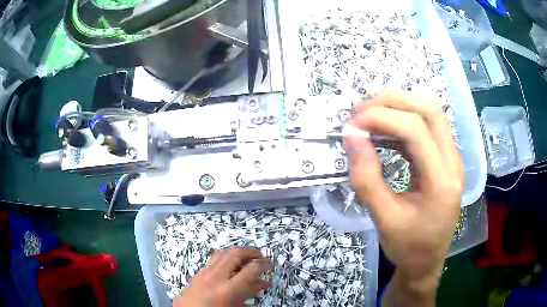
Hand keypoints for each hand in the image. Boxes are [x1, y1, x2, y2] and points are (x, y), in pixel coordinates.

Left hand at [174, 248, 272, 306]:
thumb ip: (249, 294)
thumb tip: (262, 283)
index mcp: (228, 290)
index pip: (251, 269)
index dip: (264, 265)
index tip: (270, 265)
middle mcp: (215, 277)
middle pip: (235, 254)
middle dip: (251, 252)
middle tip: (260, 257)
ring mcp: (203, 273)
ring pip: (222, 253)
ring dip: (236, 252)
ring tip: (246, 258)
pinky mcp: (197, 274)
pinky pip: (212, 260)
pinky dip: (224, 258)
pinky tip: (229, 267)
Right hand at [345, 92, 462, 299]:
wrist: (427, 262)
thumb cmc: (408, 247)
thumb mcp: (383, 219)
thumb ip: (366, 179)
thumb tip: (351, 137)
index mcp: (442, 182)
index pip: (416, 130)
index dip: (382, 118)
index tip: (352, 125)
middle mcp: (453, 163)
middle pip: (429, 110)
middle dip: (392, 102)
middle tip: (361, 112)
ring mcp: (453, 159)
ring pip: (431, 113)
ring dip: (399, 107)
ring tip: (371, 118)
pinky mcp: (446, 160)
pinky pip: (429, 128)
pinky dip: (404, 122)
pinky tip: (386, 133)